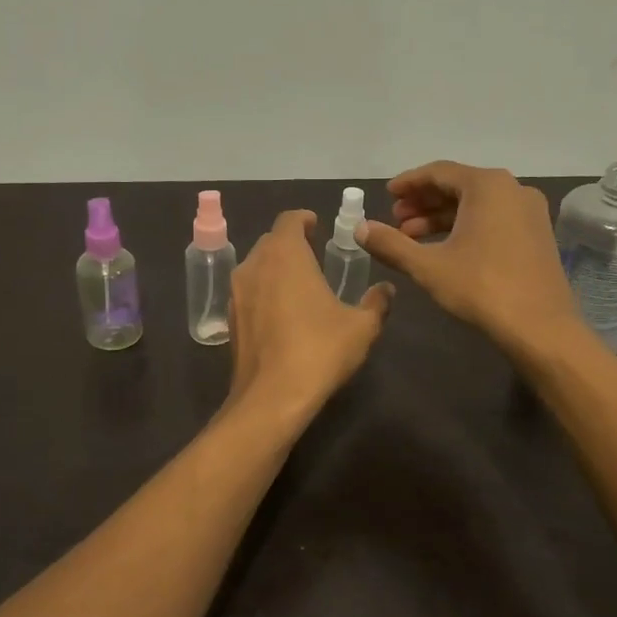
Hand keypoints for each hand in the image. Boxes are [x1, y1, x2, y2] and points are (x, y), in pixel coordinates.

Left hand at [228, 209, 393, 420]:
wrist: (271, 398)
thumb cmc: (319, 350)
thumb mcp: (361, 327)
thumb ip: (376, 303)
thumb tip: (386, 290)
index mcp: (285, 255)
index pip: (289, 220)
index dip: (304, 219)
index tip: (317, 226)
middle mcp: (254, 265)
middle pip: (271, 242)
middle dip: (291, 243)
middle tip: (314, 254)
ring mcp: (237, 293)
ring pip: (256, 267)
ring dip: (275, 268)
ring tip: (299, 284)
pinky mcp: (231, 320)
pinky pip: (249, 293)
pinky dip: (264, 293)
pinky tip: (282, 315)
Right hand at [357, 161, 581, 356]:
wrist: (540, 327)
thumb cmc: (481, 288)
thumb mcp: (428, 266)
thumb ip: (391, 244)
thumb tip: (360, 229)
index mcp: (487, 186)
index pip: (439, 172)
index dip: (408, 183)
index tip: (386, 195)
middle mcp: (513, 189)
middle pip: (458, 186)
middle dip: (423, 202)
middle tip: (395, 220)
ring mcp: (529, 212)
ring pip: (476, 205)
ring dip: (442, 218)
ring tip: (412, 238)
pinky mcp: (537, 234)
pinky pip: (493, 219)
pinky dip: (466, 227)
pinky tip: (444, 248)